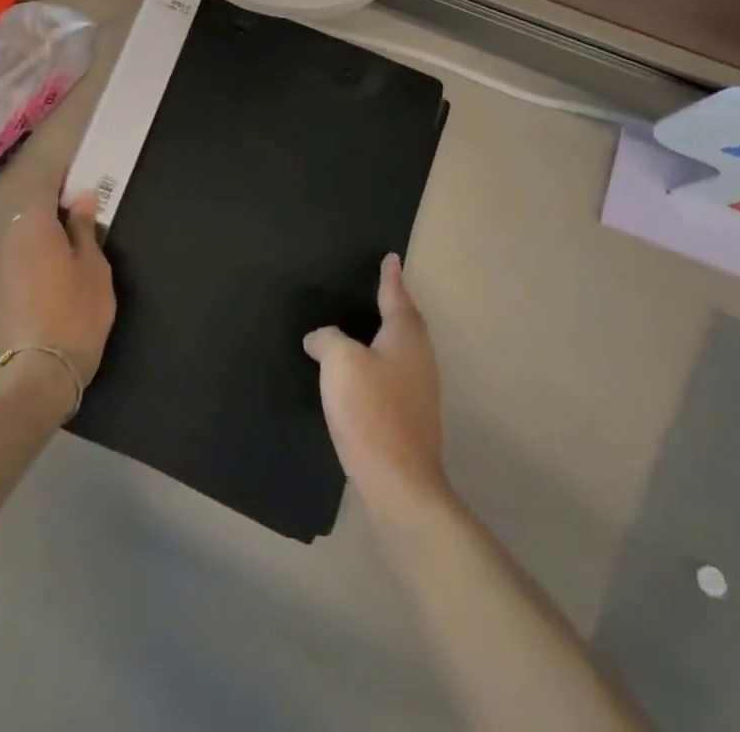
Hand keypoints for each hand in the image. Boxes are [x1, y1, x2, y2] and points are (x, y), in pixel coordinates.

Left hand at [0, 180, 115, 390]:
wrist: (38, 374)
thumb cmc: (77, 312)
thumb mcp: (93, 267)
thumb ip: (84, 227)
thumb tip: (81, 195)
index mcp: (34, 226)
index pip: (44, 187)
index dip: (61, 180)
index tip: (77, 179)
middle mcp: (7, 241)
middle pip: (29, 216)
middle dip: (51, 214)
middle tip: (78, 224)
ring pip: (19, 245)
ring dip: (38, 243)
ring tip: (63, 257)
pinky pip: (12, 271)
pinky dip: (27, 269)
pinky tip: (44, 288)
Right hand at [304, 254, 446, 505]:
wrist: (398, 482)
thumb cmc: (371, 410)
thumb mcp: (339, 362)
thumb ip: (328, 340)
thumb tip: (320, 338)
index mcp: (405, 337)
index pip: (397, 297)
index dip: (391, 277)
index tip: (392, 258)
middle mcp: (419, 359)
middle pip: (407, 323)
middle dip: (394, 304)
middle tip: (382, 287)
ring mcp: (419, 392)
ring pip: (402, 351)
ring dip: (386, 336)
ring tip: (367, 326)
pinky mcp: (411, 418)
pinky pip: (394, 375)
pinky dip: (380, 364)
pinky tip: (362, 373)